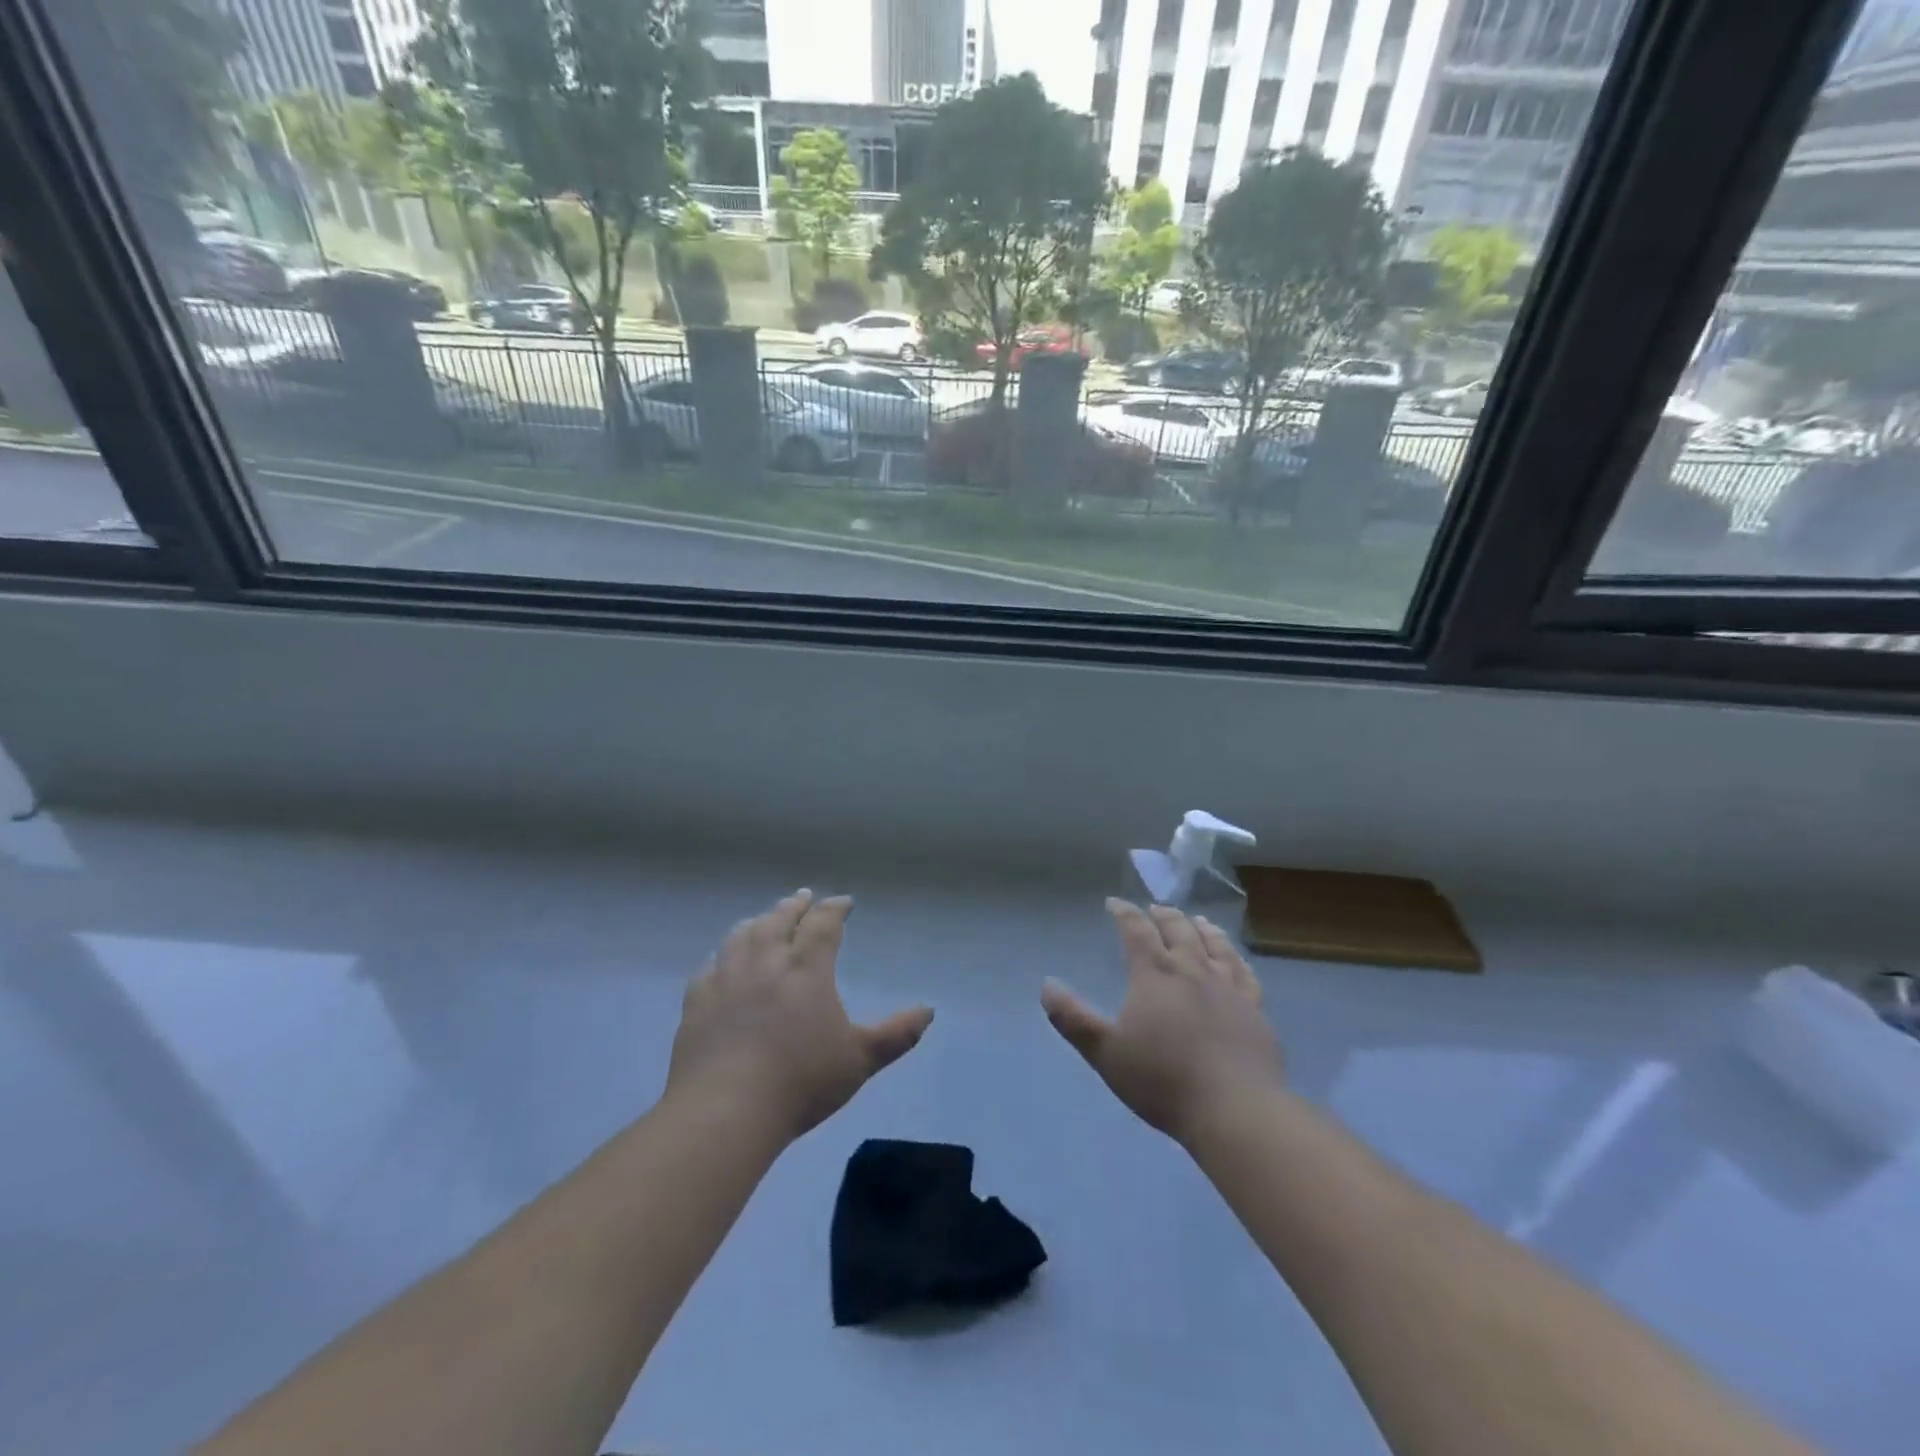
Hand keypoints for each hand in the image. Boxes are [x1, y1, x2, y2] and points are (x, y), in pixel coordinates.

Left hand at [666, 890, 933, 1141]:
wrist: (725, 1110)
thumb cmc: (800, 1082)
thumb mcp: (859, 1060)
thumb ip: (896, 1034)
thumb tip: (929, 1010)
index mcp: (806, 969)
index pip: (823, 925)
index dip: (835, 909)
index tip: (844, 902)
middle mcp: (766, 961)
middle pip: (780, 920)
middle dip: (796, 906)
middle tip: (804, 897)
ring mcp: (727, 979)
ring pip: (742, 935)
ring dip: (758, 921)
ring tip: (765, 918)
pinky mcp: (697, 1002)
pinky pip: (709, 966)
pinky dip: (721, 954)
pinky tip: (722, 959)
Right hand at [1042, 898, 1283, 1144]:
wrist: (1234, 1109)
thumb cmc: (1163, 1080)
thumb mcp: (1105, 1053)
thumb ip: (1073, 1019)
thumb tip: (1047, 985)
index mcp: (1154, 975)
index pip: (1136, 931)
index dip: (1124, 913)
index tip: (1115, 903)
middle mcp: (1192, 970)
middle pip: (1178, 930)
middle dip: (1163, 915)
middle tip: (1154, 909)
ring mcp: (1228, 987)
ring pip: (1214, 945)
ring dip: (1201, 928)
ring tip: (1196, 920)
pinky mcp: (1255, 1009)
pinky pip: (1245, 972)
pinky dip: (1236, 958)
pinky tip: (1235, 959)